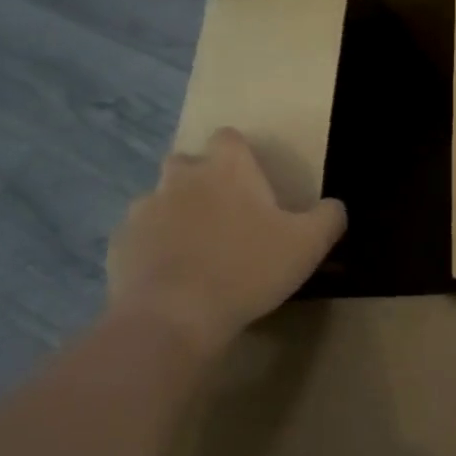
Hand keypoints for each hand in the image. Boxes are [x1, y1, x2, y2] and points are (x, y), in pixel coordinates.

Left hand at [107, 128, 345, 359]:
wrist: (173, 317)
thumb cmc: (247, 270)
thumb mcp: (307, 245)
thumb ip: (328, 218)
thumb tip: (335, 206)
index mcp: (226, 168)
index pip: (229, 138)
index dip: (239, 155)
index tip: (251, 183)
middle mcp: (181, 176)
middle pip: (188, 163)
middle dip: (202, 181)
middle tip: (224, 218)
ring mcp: (144, 208)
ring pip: (161, 200)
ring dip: (175, 216)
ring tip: (195, 253)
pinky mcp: (120, 243)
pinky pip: (140, 236)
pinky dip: (152, 249)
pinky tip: (169, 278)